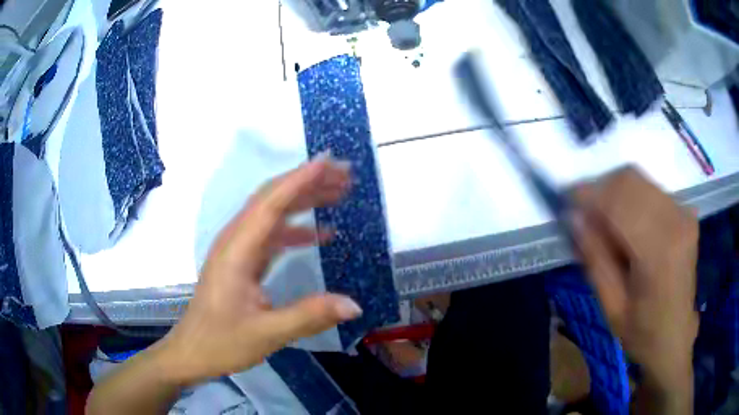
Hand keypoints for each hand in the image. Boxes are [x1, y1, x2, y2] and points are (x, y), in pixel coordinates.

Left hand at [159, 155, 362, 384]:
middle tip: (344, 175)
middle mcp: (235, 241)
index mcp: (237, 251)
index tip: (330, 161)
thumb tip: (354, 305)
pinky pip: (271, 235)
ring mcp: (237, 250)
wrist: (191, 352)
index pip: (271, 203)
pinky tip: (320, 234)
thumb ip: (309, 316)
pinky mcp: (242, 261)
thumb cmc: (221, 343)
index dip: (300, 179)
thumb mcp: (266, 334)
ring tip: (338, 194)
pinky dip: (296, 230)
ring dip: (303, 201)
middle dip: (307, 182)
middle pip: (272, 199)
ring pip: (272, 213)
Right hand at [571, 167, 698, 390]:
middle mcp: (675, 221)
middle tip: (584, 214)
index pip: (619, 202)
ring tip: (603, 220)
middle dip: (600, 189)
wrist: (676, 334)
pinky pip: (650, 188)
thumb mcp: (611, 305)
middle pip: (629, 180)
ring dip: (614, 192)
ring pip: (639, 179)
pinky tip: (625, 222)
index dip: (588, 195)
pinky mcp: (685, 211)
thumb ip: (595, 258)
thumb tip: (573, 217)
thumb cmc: (643, 331)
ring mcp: (683, 213)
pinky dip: (630, 196)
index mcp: (658, 252)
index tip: (566, 201)